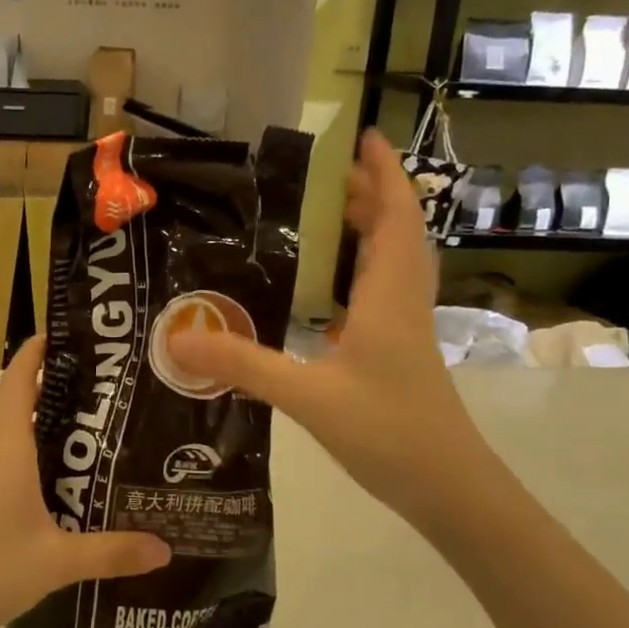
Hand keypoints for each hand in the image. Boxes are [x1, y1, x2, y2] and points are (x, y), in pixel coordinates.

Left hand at [0, 337, 171, 627]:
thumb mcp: (57, 562)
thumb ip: (112, 552)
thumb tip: (166, 549)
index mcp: (5, 443)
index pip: (19, 376)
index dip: (38, 349)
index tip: (69, 336)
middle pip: (8, 395)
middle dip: (42, 383)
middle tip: (91, 390)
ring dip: (24, 415)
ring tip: (71, 430)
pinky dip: (10, 443)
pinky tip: (36, 478)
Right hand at [168, 130, 480, 525]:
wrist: (451, 490)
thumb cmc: (390, 433)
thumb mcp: (308, 397)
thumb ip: (243, 365)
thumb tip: (177, 339)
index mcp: (390, 296)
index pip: (394, 217)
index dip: (382, 173)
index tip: (361, 137)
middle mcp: (403, 301)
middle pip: (395, 230)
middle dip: (367, 193)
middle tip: (323, 173)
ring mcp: (405, 328)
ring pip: (392, 261)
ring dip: (367, 229)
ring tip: (325, 214)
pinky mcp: (399, 351)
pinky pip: (382, 292)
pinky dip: (359, 271)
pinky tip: (326, 288)